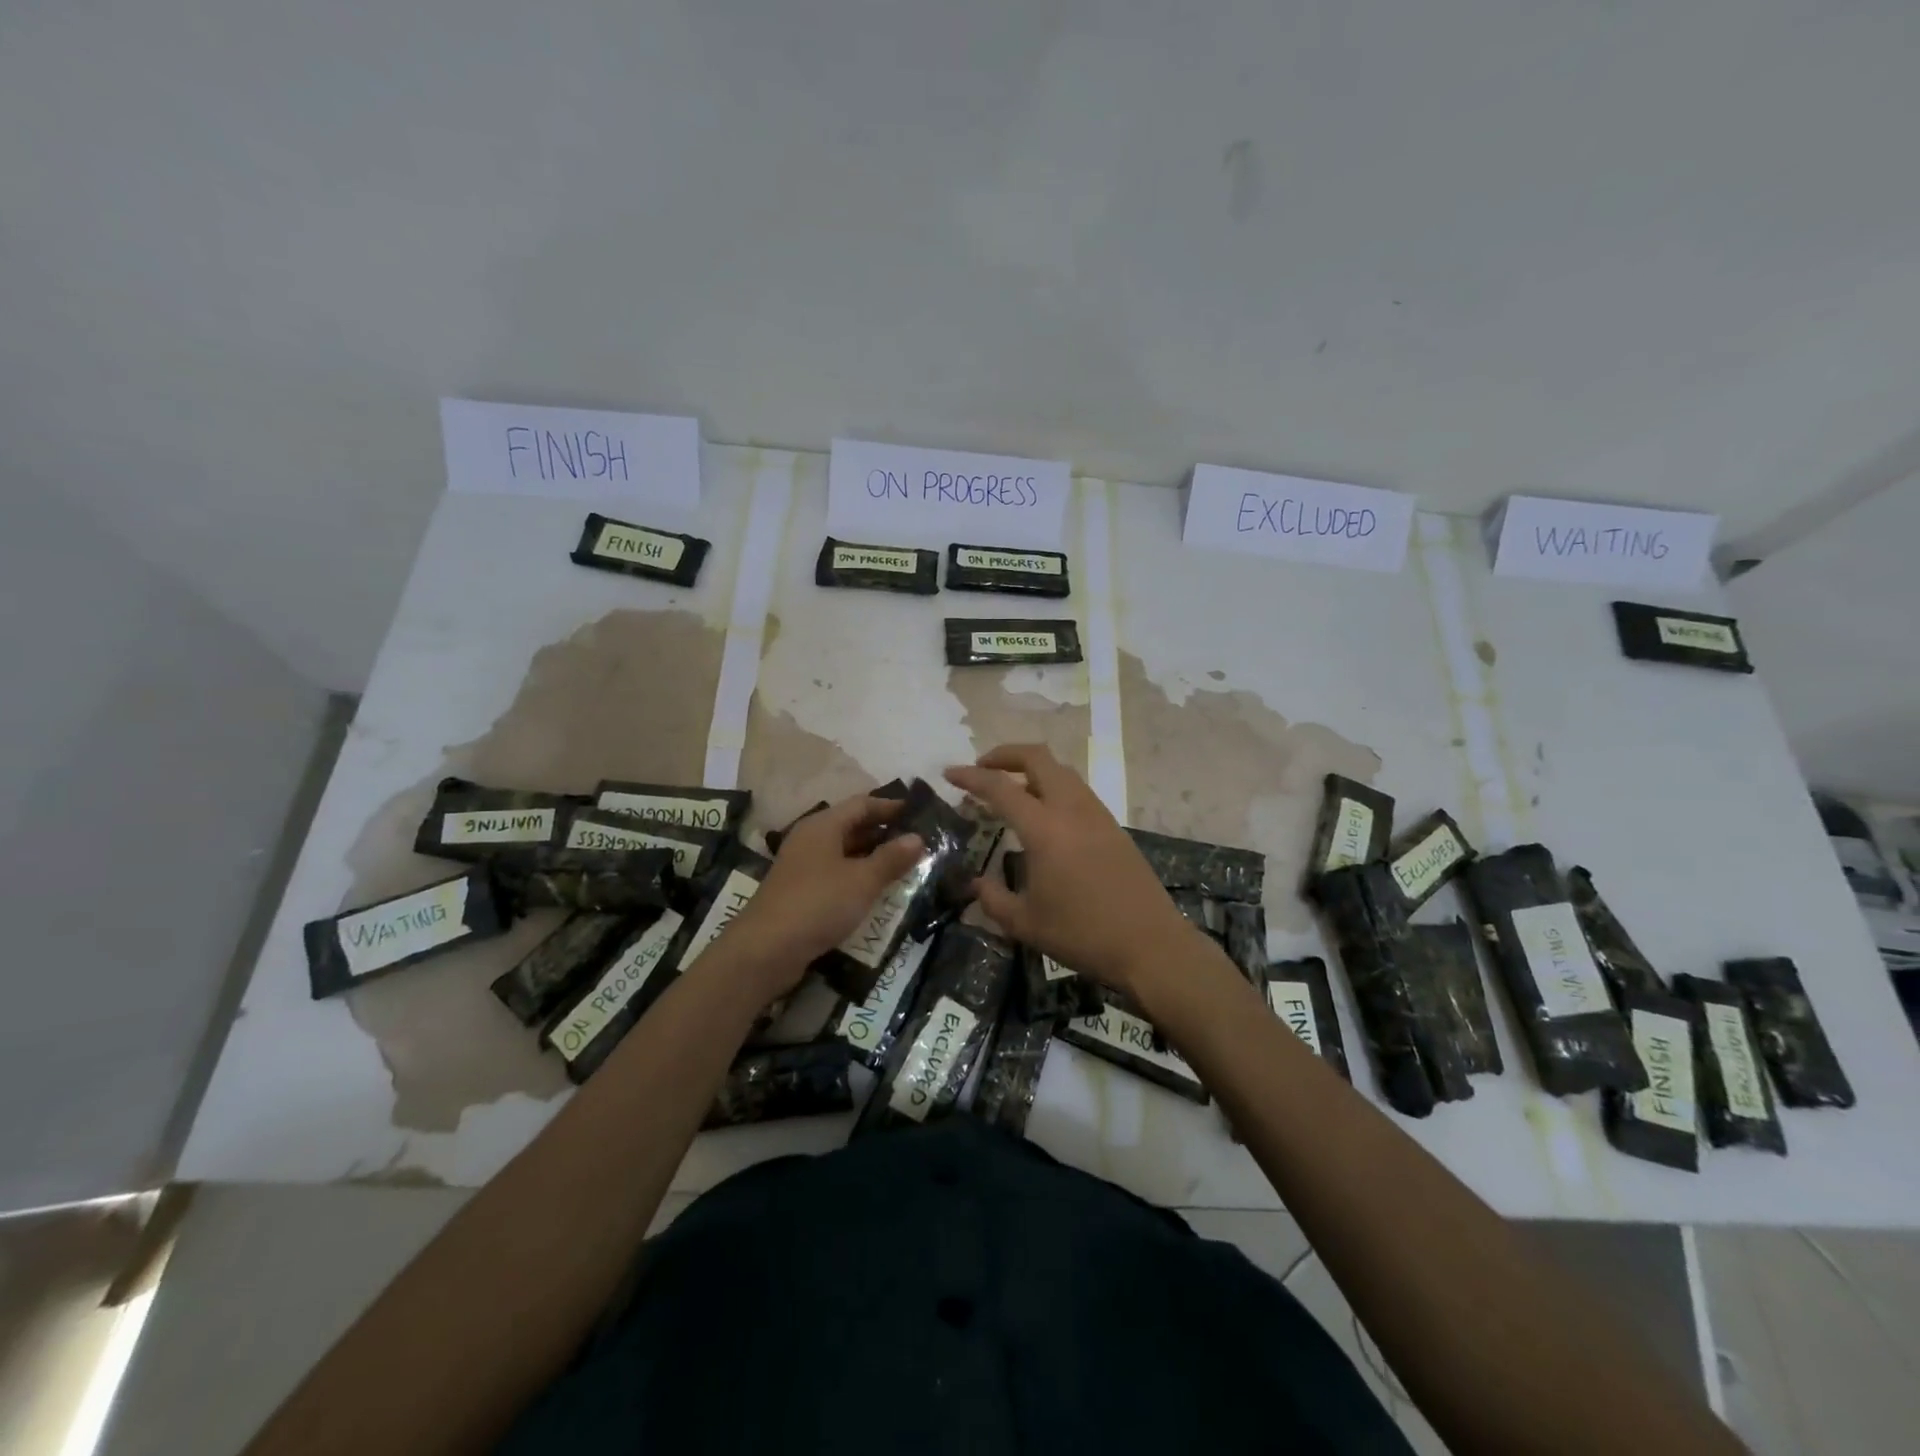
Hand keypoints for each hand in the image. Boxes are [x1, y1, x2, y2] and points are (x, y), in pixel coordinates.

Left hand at [721, 793, 924, 997]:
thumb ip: (891, 858)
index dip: (891, 806)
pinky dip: (858, 876)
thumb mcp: (863, 880)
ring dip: (872, 856)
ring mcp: (803, 865)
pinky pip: (836, 873)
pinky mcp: (800, 891)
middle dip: (884, 832)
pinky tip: (876, 890)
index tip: (919, 813)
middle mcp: (811, 839)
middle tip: (918, 841)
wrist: (766, 950)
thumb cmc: (819, 903)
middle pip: (852, 826)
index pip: (863, 804)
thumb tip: (918, 837)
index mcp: (823, 825)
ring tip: (905, 865)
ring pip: (844, 852)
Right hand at [945, 745, 1199, 998]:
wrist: (1150, 945)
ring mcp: (1097, 814)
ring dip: (1031, 770)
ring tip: (1011, 791)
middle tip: (982, 770)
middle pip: (1037, 757)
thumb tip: (977, 883)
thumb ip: (993, 899)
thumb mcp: (1025, 924)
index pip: (1000, 788)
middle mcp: (1071, 809)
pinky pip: (1077, 790)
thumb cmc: (1082, 935)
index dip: (971, 777)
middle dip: (1004, 755)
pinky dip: (1053, 787)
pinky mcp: (1113, 826)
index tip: (950, 774)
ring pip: (1061, 771)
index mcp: (1044, 829)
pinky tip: (1044, 816)